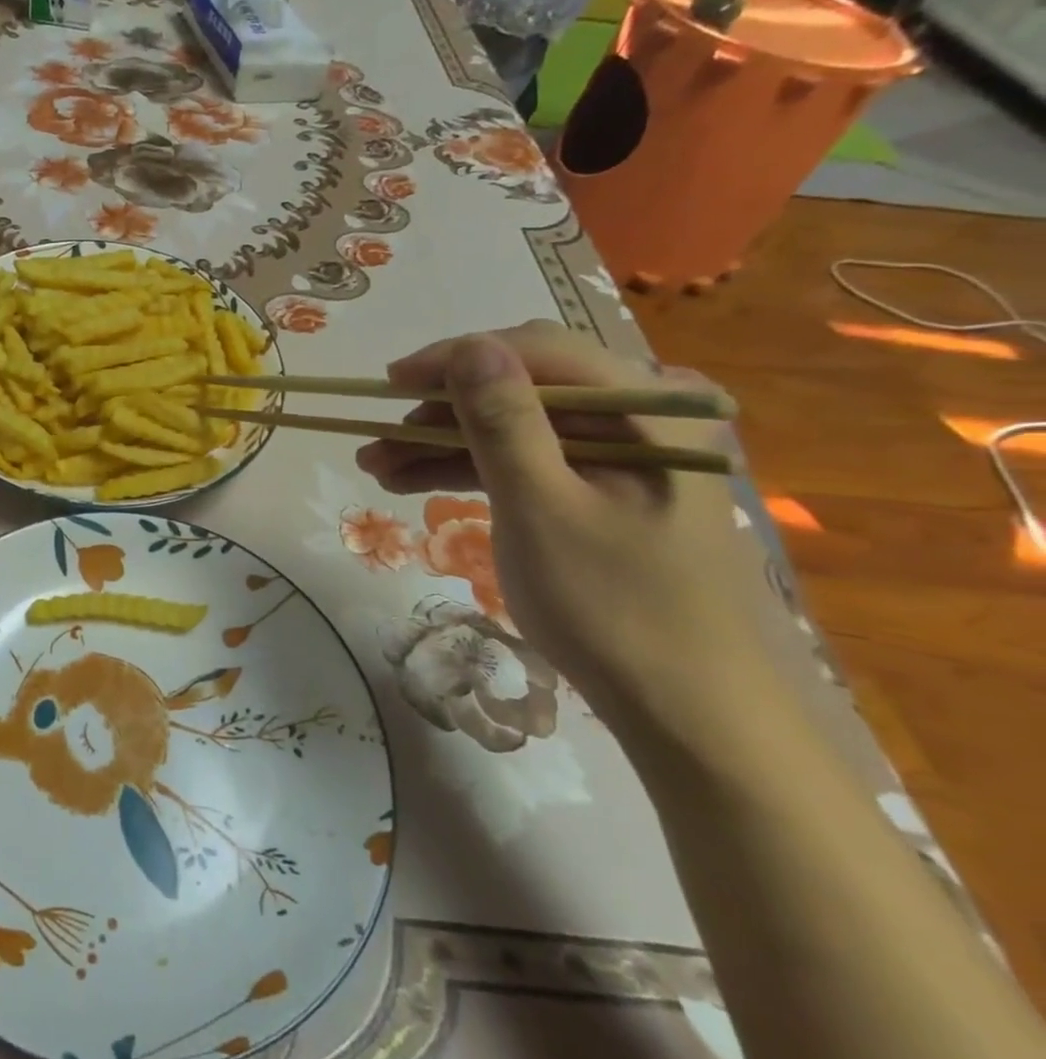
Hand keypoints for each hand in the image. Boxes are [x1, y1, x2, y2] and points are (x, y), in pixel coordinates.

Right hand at [357, 323, 774, 751]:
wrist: (682, 712)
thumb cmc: (614, 607)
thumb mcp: (542, 509)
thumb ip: (505, 423)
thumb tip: (469, 347)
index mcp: (649, 412)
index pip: (541, 352)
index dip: (458, 359)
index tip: (390, 382)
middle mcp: (638, 421)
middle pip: (523, 389)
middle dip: (442, 410)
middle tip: (378, 436)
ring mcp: (617, 459)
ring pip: (513, 428)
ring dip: (443, 443)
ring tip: (376, 466)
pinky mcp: (595, 493)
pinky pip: (522, 463)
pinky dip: (468, 469)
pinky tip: (411, 482)